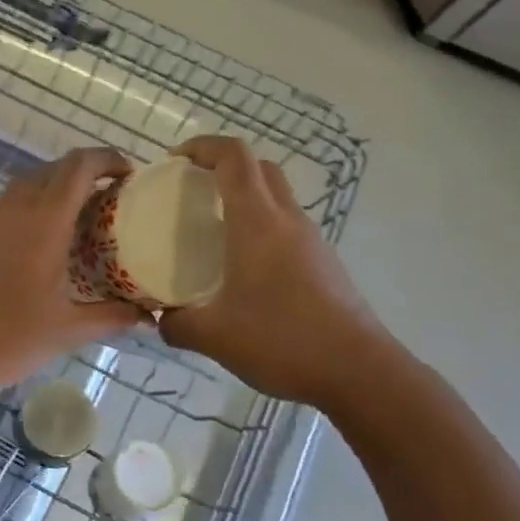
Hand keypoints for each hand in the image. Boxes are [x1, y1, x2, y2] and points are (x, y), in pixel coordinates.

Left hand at [0, 148, 146, 400]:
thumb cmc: (8, 339)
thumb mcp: (68, 330)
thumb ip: (111, 317)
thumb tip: (146, 315)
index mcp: (43, 222)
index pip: (78, 167)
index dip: (107, 159)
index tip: (130, 174)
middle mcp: (15, 211)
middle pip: (53, 170)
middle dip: (85, 174)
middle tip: (111, 200)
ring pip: (28, 187)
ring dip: (56, 191)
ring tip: (81, 222)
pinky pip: (10, 210)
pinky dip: (33, 212)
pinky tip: (44, 247)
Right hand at [158, 136, 399, 413]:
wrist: (361, 373)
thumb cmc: (283, 340)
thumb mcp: (214, 336)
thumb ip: (176, 324)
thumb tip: (158, 319)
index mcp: (257, 222)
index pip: (233, 157)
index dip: (203, 146)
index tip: (174, 160)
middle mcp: (287, 220)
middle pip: (258, 168)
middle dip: (223, 165)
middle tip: (192, 189)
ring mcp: (311, 240)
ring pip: (276, 195)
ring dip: (245, 196)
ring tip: (213, 227)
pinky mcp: (324, 263)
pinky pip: (287, 225)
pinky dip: (261, 225)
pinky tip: (243, 265)